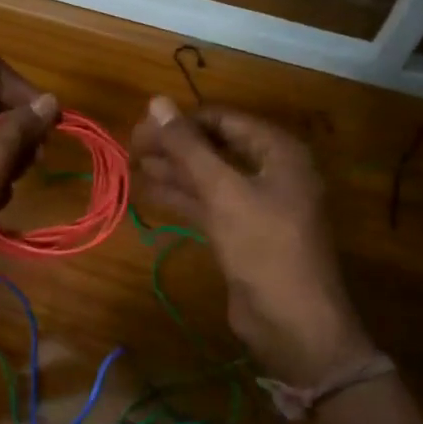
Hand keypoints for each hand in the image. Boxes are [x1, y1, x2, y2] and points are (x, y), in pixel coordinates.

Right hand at [131, 96, 371, 384]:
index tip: (141, 125)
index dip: (182, 120)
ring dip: (173, 170)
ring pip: (209, 177)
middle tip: (130, 145)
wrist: (292, 322)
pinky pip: (208, 204)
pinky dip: (181, 196)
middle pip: (215, 147)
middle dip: (174, 145)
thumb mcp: (223, 191)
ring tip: (130, 163)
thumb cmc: (263, 247)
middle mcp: (270, 171)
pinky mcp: (242, 233)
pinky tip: (149, 190)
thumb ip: (188, 147)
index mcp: (278, 152)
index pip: (223, 120)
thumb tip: (156, 101)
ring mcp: (257, 204)